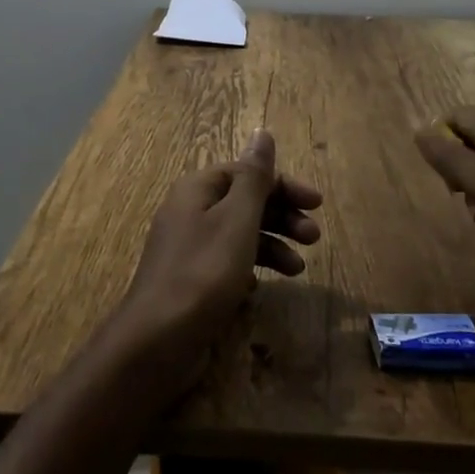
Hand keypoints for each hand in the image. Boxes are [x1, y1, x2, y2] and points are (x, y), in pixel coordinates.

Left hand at [113, 130, 322, 388]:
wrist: (157, 340)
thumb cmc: (203, 272)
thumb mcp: (237, 219)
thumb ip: (254, 177)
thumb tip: (262, 132)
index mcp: (198, 189)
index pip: (247, 173)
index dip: (284, 185)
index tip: (317, 204)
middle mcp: (190, 211)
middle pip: (244, 202)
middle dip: (282, 216)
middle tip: (314, 238)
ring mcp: (188, 248)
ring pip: (238, 234)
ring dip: (272, 245)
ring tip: (298, 269)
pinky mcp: (190, 281)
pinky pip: (226, 263)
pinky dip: (249, 268)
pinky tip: (261, 287)